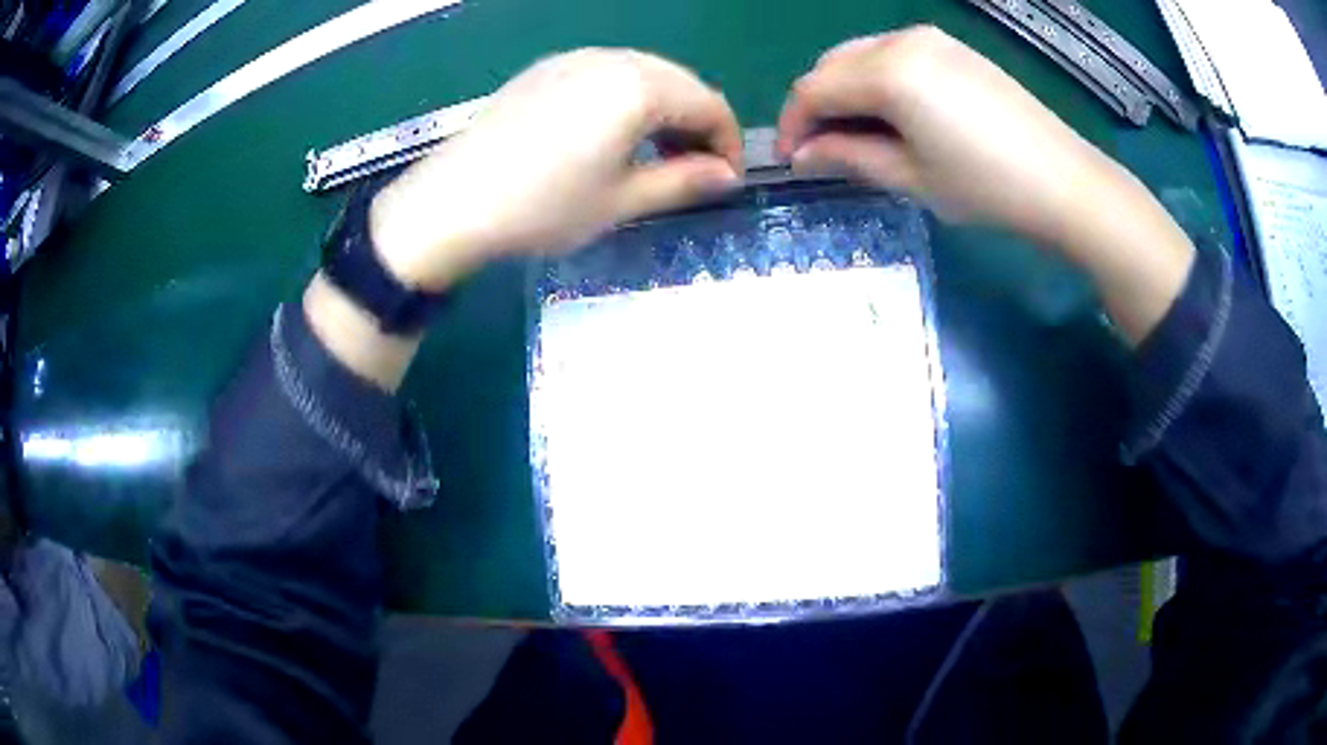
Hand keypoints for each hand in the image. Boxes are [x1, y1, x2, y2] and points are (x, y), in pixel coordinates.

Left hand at [369, 48, 742, 290]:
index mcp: (639, 86)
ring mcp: (573, 58)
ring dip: (663, 110)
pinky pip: (605, 74)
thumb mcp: (621, 202)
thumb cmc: (542, 207)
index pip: (710, 105)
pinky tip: (610, 134)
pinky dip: (625, 100)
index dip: (727, 144)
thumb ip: (683, 182)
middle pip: (679, 83)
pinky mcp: (544, 69)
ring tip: (653, 154)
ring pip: (642, 74)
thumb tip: (727, 176)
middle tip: (692, 170)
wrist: (451, 203)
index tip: (724, 181)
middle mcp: (611, 58)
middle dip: (697, 124)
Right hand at [778, 26, 1194, 344]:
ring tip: (858, 136)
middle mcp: (903, 40)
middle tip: (822, 150)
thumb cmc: (987, 188)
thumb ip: (849, 156)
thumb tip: (803, 155)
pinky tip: (894, 115)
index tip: (790, 160)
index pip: (814, 89)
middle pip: (834, 64)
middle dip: (817, 105)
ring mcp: (932, 40)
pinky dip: (878, 82)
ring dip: (847, 92)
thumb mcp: (911, 177)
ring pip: (863, 56)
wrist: (1064, 182)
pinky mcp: (954, 49)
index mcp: (888, 72)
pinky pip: (895, 55)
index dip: (792, 124)